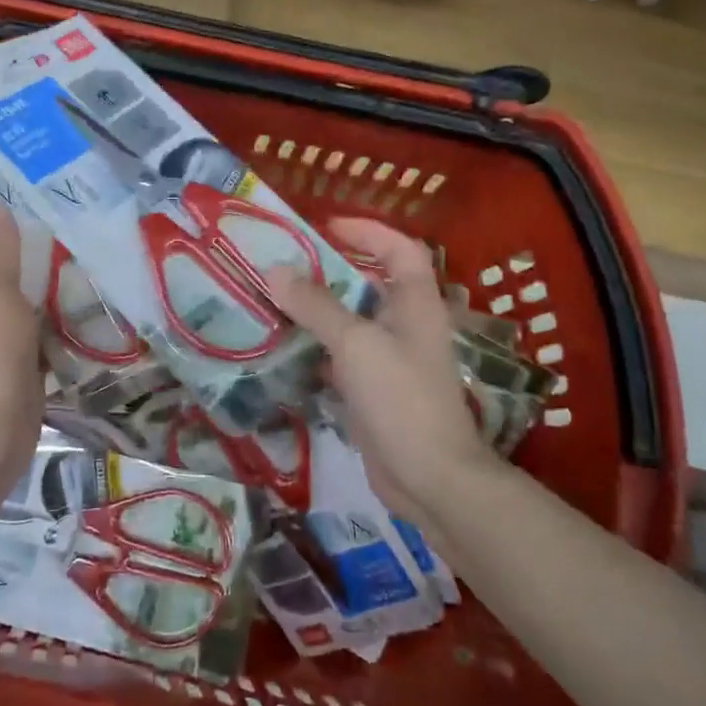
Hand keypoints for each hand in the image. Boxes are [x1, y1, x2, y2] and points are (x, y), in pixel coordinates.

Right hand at [269, 217, 495, 535]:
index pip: (400, 249)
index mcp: (416, 303)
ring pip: (352, 322)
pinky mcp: (376, 390)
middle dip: (330, 270)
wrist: (430, 478)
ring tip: (275, 299)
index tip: (324, 227)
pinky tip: (286, 348)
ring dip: (318, 310)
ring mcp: (392, 360)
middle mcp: (407, 325)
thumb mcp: (355, 344)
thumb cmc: (400, 398)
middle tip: (285, 263)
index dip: (367, 231)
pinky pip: (343, 356)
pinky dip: (317, 348)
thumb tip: (274, 270)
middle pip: (370, 284)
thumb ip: (315, 306)